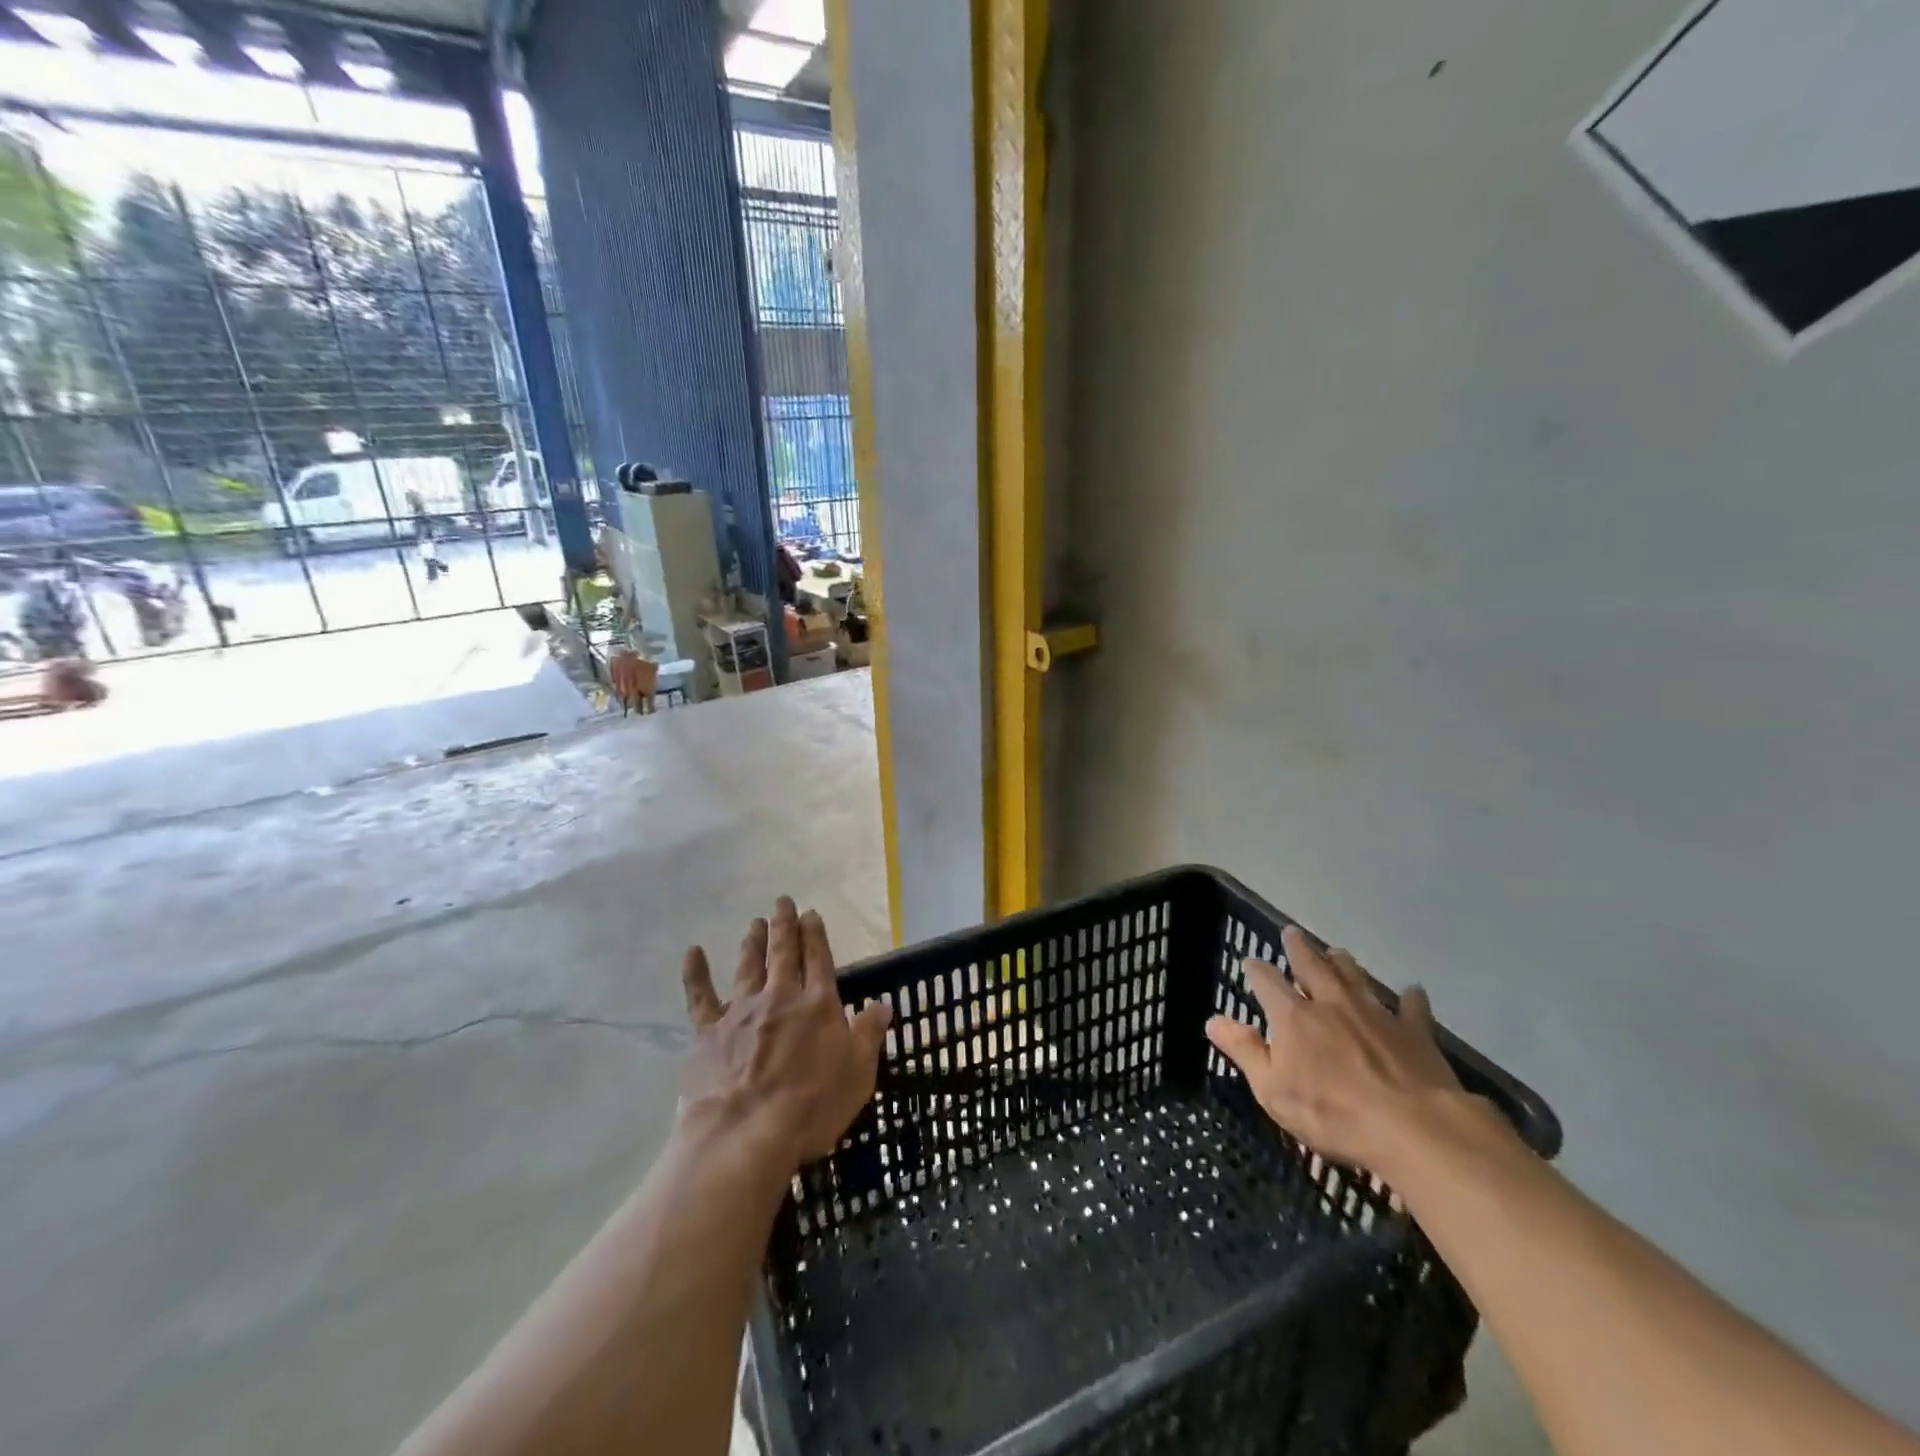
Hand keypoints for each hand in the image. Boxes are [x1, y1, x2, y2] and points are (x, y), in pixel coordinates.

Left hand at [679, 897, 891, 1175]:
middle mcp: (780, 998)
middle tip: (782, 902)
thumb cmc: (811, 1107)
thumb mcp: (858, 1073)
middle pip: (783, 954)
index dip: (815, 935)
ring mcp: (741, 1012)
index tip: (811, 914)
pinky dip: (696, 973)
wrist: (746, 1133)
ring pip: (747, 967)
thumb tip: (883, 1005)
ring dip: (752, 942)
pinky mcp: (708, 1033)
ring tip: (754, 922)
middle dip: (784, 926)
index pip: (819, 960)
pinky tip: (692, 953)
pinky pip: (700, 997)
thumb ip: (868, 1035)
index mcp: (818, 1005)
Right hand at [1205, 924, 1464, 1173]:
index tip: (1251, 963)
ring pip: (1355, 977)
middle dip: (1299, 948)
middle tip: (1292, 932)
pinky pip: (1411, 1007)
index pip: (1267, 981)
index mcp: (1294, 1016)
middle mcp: (1332, 1003)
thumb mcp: (1273, 1090)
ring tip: (1338, 952)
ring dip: (1343, 963)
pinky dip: (1409, 998)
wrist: (1415, 1128)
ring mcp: (1376, 1014)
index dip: (1257, 970)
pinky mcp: (1415, 1032)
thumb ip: (1245, 1051)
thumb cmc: (1333, 1113)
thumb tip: (1213, 1020)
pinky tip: (1411, 991)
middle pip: (1312, 965)